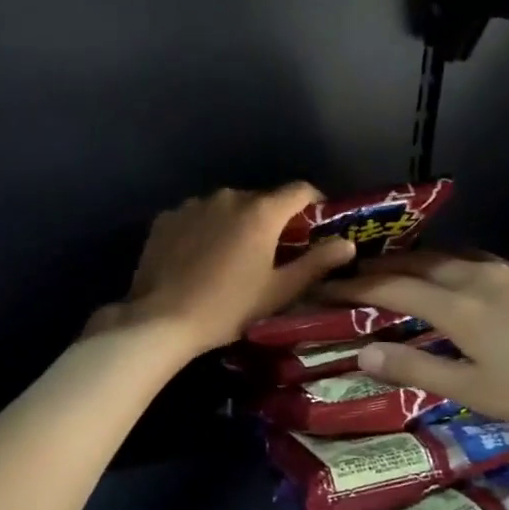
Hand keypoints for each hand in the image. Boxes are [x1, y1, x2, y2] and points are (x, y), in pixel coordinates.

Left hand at [91, 184, 356, 354]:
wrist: (161, 320)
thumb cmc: (228, 308)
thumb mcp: (279, 291)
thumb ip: (316, 264)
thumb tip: (348, 244)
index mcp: (260, 212)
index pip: (299, 190)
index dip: (314, 203)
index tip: (316, 225)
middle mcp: (228, 197)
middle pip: (261, 200)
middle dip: (272, 220)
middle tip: (272, 253)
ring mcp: (193, 205)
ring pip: (226, 208)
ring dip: (235, 224)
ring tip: (231, 258)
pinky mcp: (166, 218)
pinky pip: (196, 217)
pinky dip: (204, 230)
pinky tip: (199, 259)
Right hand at [322, 253, 508, 442]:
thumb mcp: (475, 391)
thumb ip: (416, 370)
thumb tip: (363, 354)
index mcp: (459, 306)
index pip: (392, 287)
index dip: (355, 286)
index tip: (326, 286)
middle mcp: (481, 276)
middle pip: (420, 262)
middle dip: (383, 266)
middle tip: (356, 273)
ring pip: (455, 257)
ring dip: (421, 262)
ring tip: (403, 271)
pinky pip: (487, 263)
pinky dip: (460, 268)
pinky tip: (469, 283)